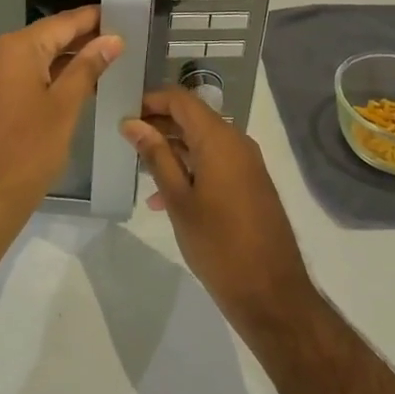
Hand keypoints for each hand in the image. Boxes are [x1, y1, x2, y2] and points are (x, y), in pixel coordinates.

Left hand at [0, 5, 122, 255]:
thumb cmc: (28, 152)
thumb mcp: (65, 107)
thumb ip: (88, 67)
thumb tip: (112, 38)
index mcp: (17, 47)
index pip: (64, 22)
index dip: (94, 18)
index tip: (124, 13)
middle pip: (49, 36)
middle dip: (84, 38)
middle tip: (123, 39)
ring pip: (38, 56)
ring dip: (69, 58)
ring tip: (109, 60)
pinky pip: (26, 73)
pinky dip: (51, 74)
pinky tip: (79, 82)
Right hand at [123, 88, 313, 331]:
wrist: (271, 294)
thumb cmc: (218, 244)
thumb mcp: (179, 200)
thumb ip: (156, 156)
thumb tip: (132, 123)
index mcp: (219, 139)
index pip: (180, 99)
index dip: (150, 100)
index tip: (123, 112)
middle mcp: (236, 142)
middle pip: (192, 117)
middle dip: (158, 124)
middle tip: (125, 139)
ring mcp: (246, 163)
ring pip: (202, 140)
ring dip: (172, 149)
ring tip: (139, 168)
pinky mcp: (250, 183)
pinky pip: (215, 161)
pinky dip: (190, 167)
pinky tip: (164, 197)